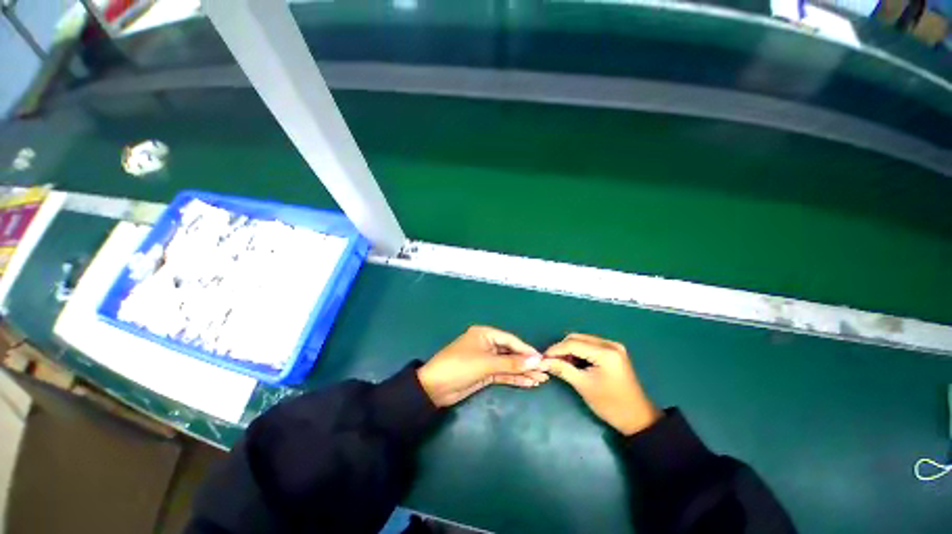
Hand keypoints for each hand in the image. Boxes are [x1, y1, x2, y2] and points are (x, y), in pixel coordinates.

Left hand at [417, 326, 547, 407]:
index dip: (526, 350)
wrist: (435, 388)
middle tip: (546, 371)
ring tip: (542, 379)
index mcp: (485, 334)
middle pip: (511, 353)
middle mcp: (487, 345)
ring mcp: (486, 360)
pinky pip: (503, 374)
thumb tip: (536, 360)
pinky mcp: (485, 373)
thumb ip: (511, 363)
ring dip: (523, 372)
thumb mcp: (486, 364)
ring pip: (508, 364)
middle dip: (527, 362)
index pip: (510, 340)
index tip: (542, 359)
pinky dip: (515, 378)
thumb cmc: (460, 367)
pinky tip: (529, 383)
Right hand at [542, 333, 660, 434]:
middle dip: (562, 348)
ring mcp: (613, 346)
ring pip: (582, 340)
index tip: (542, 357)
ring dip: (569, 349)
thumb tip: (543, 361)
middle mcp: (610, 344)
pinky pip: (590, 345)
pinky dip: (579, 351)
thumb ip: (562, 369)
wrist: (637, 418)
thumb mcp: (583, 386)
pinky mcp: (613, 351)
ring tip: (560, 362)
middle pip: (577, 338)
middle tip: (550, 361)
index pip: (573, 344)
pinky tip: (573, 362)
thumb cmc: (610, 404)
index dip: (555, 349)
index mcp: (605, 353)